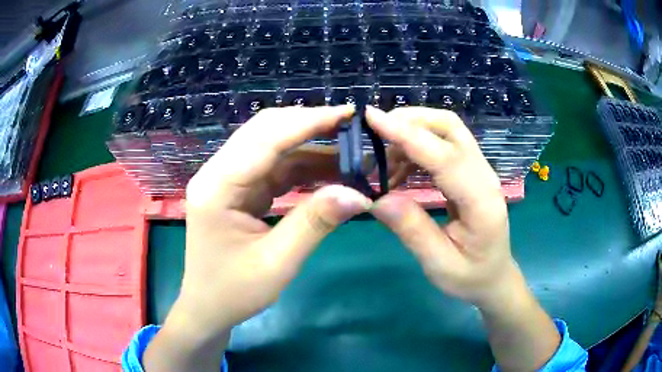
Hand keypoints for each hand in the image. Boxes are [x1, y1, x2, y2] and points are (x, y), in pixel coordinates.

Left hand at [144, 106, 372, 371]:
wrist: (209, 307)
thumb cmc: (234, 292)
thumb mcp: (277, 264)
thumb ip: (315, 223)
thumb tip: (359, 194)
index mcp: (217, 188)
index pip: (265, 140)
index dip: (309, 122)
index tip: (348, 113)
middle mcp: (217, 174)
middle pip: (264, 132)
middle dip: (309, 125)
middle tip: (351, 127)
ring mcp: (226, 179)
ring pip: (271, 146)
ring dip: (309, 146)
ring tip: (348, 151)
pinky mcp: (237, 189)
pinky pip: (272, 167)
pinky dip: (302, 166)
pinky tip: (329, 169)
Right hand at [365, 106, 517, 310]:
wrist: (494, 276)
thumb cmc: (470, 276)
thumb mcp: (439, 264)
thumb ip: (412, 230)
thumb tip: (377, 198)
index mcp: (481, 201)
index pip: (444, 156)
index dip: (408, 134)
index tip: (372, 118)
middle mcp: (484, 176)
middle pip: (450, 127)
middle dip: (410, 120)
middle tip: (373, 132)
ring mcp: (479, 170)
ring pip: (446, 130)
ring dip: (411, 133)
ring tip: (381, 162)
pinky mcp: (471, 171)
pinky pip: (443, 144)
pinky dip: (416, 146)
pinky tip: (398, 168)